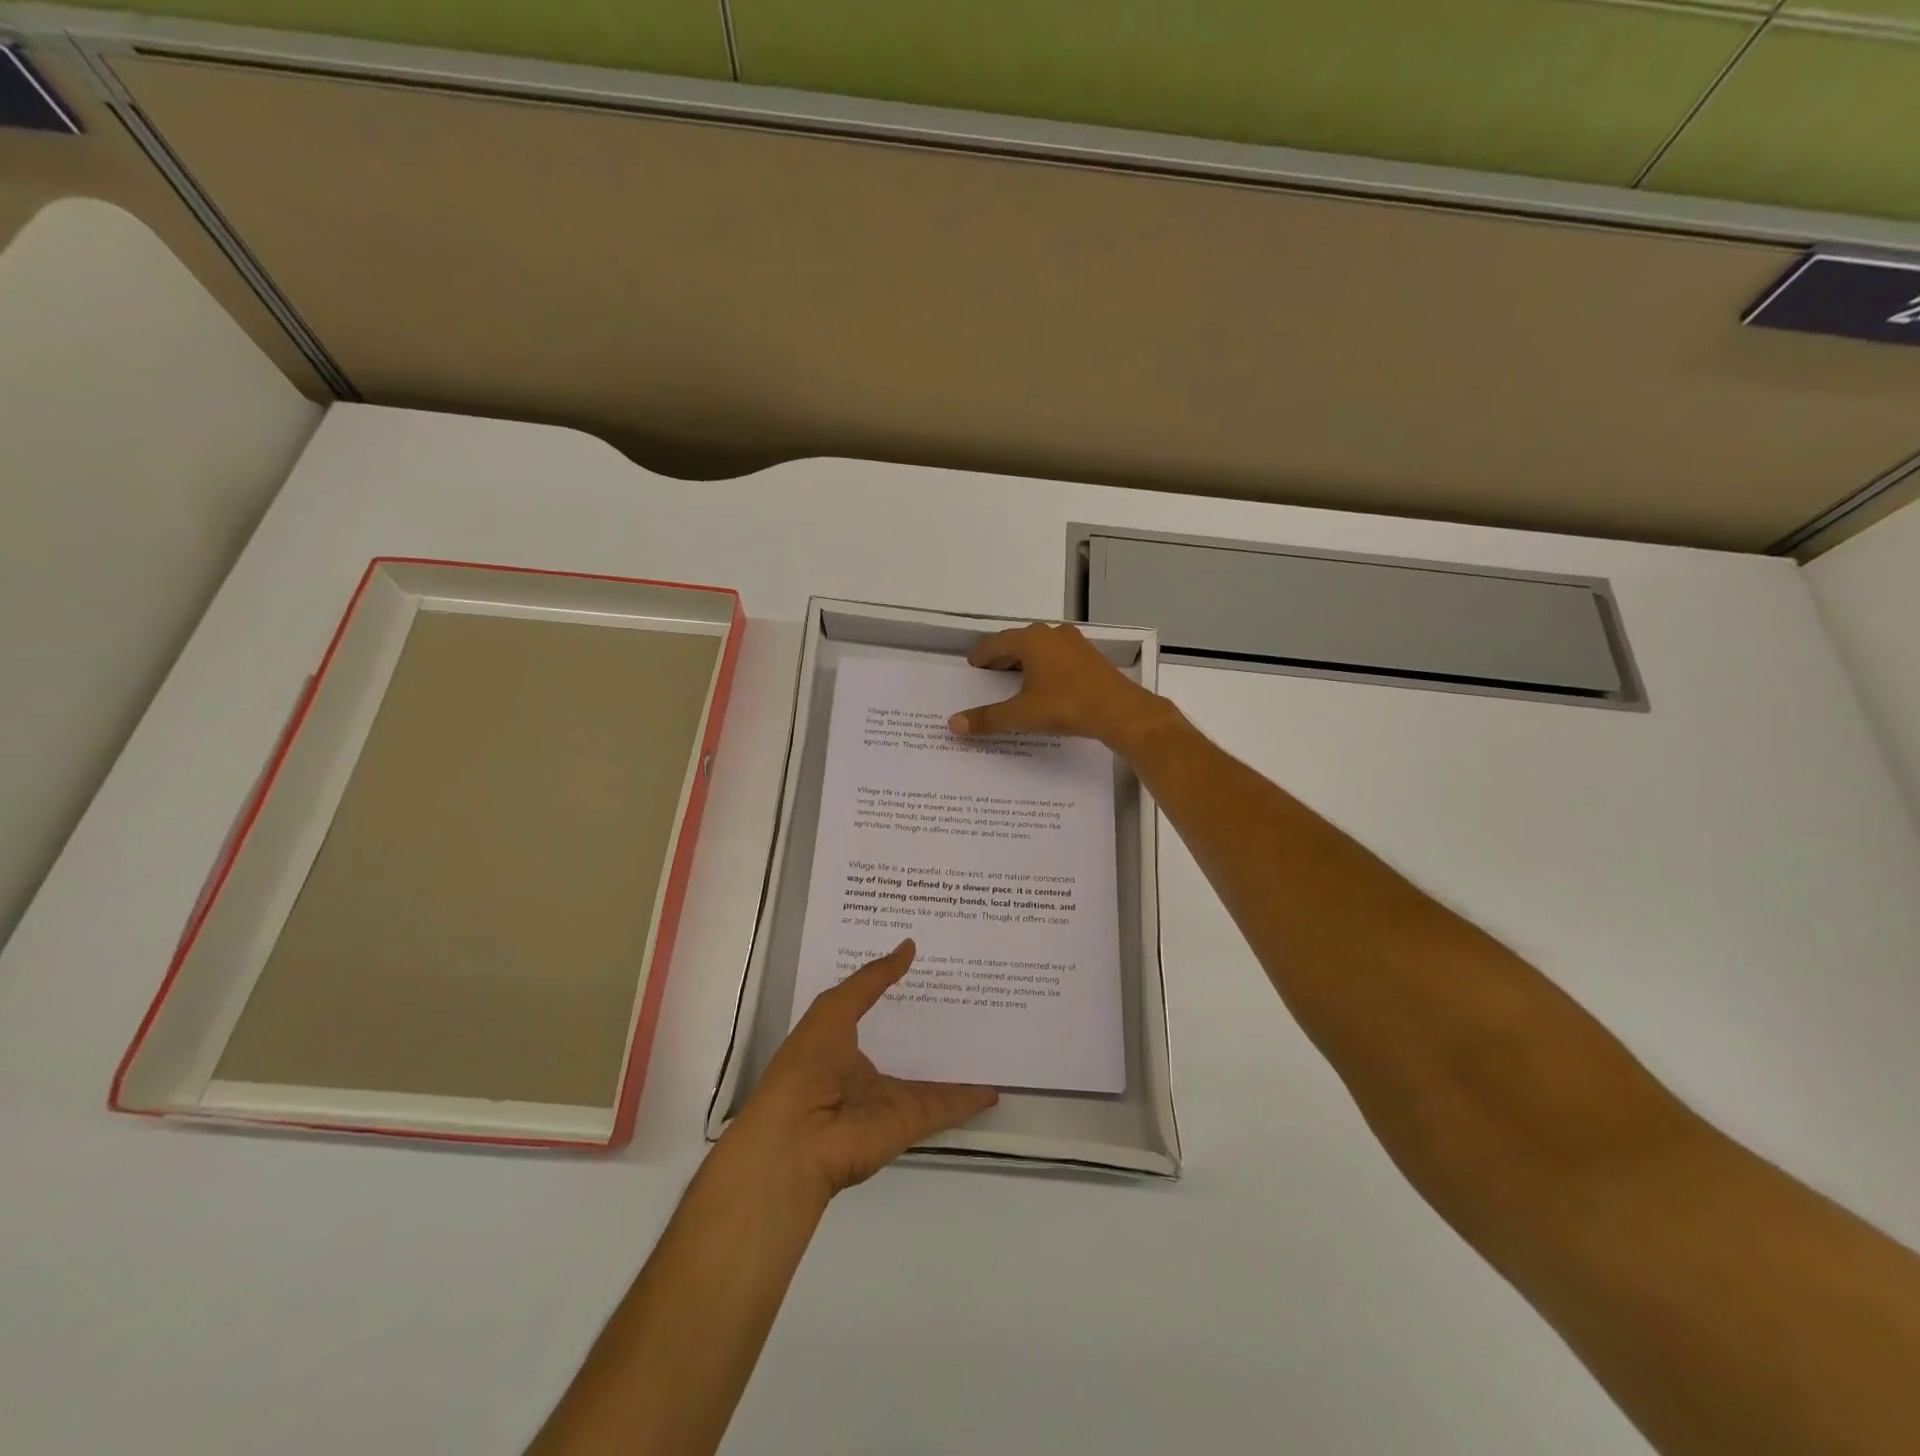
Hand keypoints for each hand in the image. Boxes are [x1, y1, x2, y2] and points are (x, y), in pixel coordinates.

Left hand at [733, 940, 997, 1201]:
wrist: (798, 1140)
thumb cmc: (807, 1066)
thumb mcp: (834, 1010)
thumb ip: (872, 980)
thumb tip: (909, 946)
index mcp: (843, 1042)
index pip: (877, 1008)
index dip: (898, 986)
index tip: (928, 962)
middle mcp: (868, 1070)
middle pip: (908, 1042)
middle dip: (933, 1021)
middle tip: (969, 991)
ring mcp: (892, 1098)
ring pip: (933, 1076)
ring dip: (958, 1062)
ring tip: (989, 1034)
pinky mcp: (911, 1122)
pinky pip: (947, 1107)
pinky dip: (971, 1099)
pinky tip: (995, 1086)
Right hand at [948, 623, 1168, 748]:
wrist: (1119, 711)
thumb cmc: (1065, 706)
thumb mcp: (1021, 715)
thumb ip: (987, 718)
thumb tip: (953, 724)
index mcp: (1031, 640)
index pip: (996, 643)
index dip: (981, 655)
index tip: (973, 664)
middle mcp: (1051, 634)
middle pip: (1018, 642)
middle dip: (1002, 657)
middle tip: (989, 673)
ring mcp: (1074, 643)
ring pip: (1041, 648)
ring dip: (1025, 661)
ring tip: (1014, 679)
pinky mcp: (1090, 657)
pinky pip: (1058, 657)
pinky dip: (1045, 667)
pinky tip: (1045, 685)